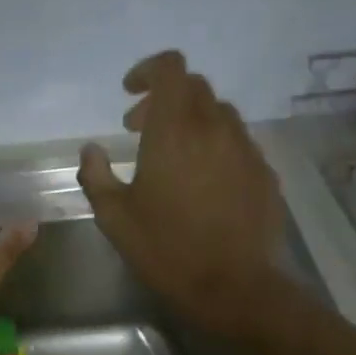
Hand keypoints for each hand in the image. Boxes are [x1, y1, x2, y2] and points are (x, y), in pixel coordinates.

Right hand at [77, 51, 291, 340]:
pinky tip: (203, 181)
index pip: (170, 68)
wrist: (235, 286)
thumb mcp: (114, 217)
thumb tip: (91, 150)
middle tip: (139, 130)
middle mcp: (215, 128)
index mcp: (174, 130)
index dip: (148, 70)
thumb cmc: (166, 249)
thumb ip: (96, 176)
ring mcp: (246, 148)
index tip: (129, 94)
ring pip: (219, 113)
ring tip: (172, 156)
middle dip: (163, 98)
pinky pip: (237, 142)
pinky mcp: (264, 171)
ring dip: (191, 121)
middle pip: (194, 87)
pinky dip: (215, 145)